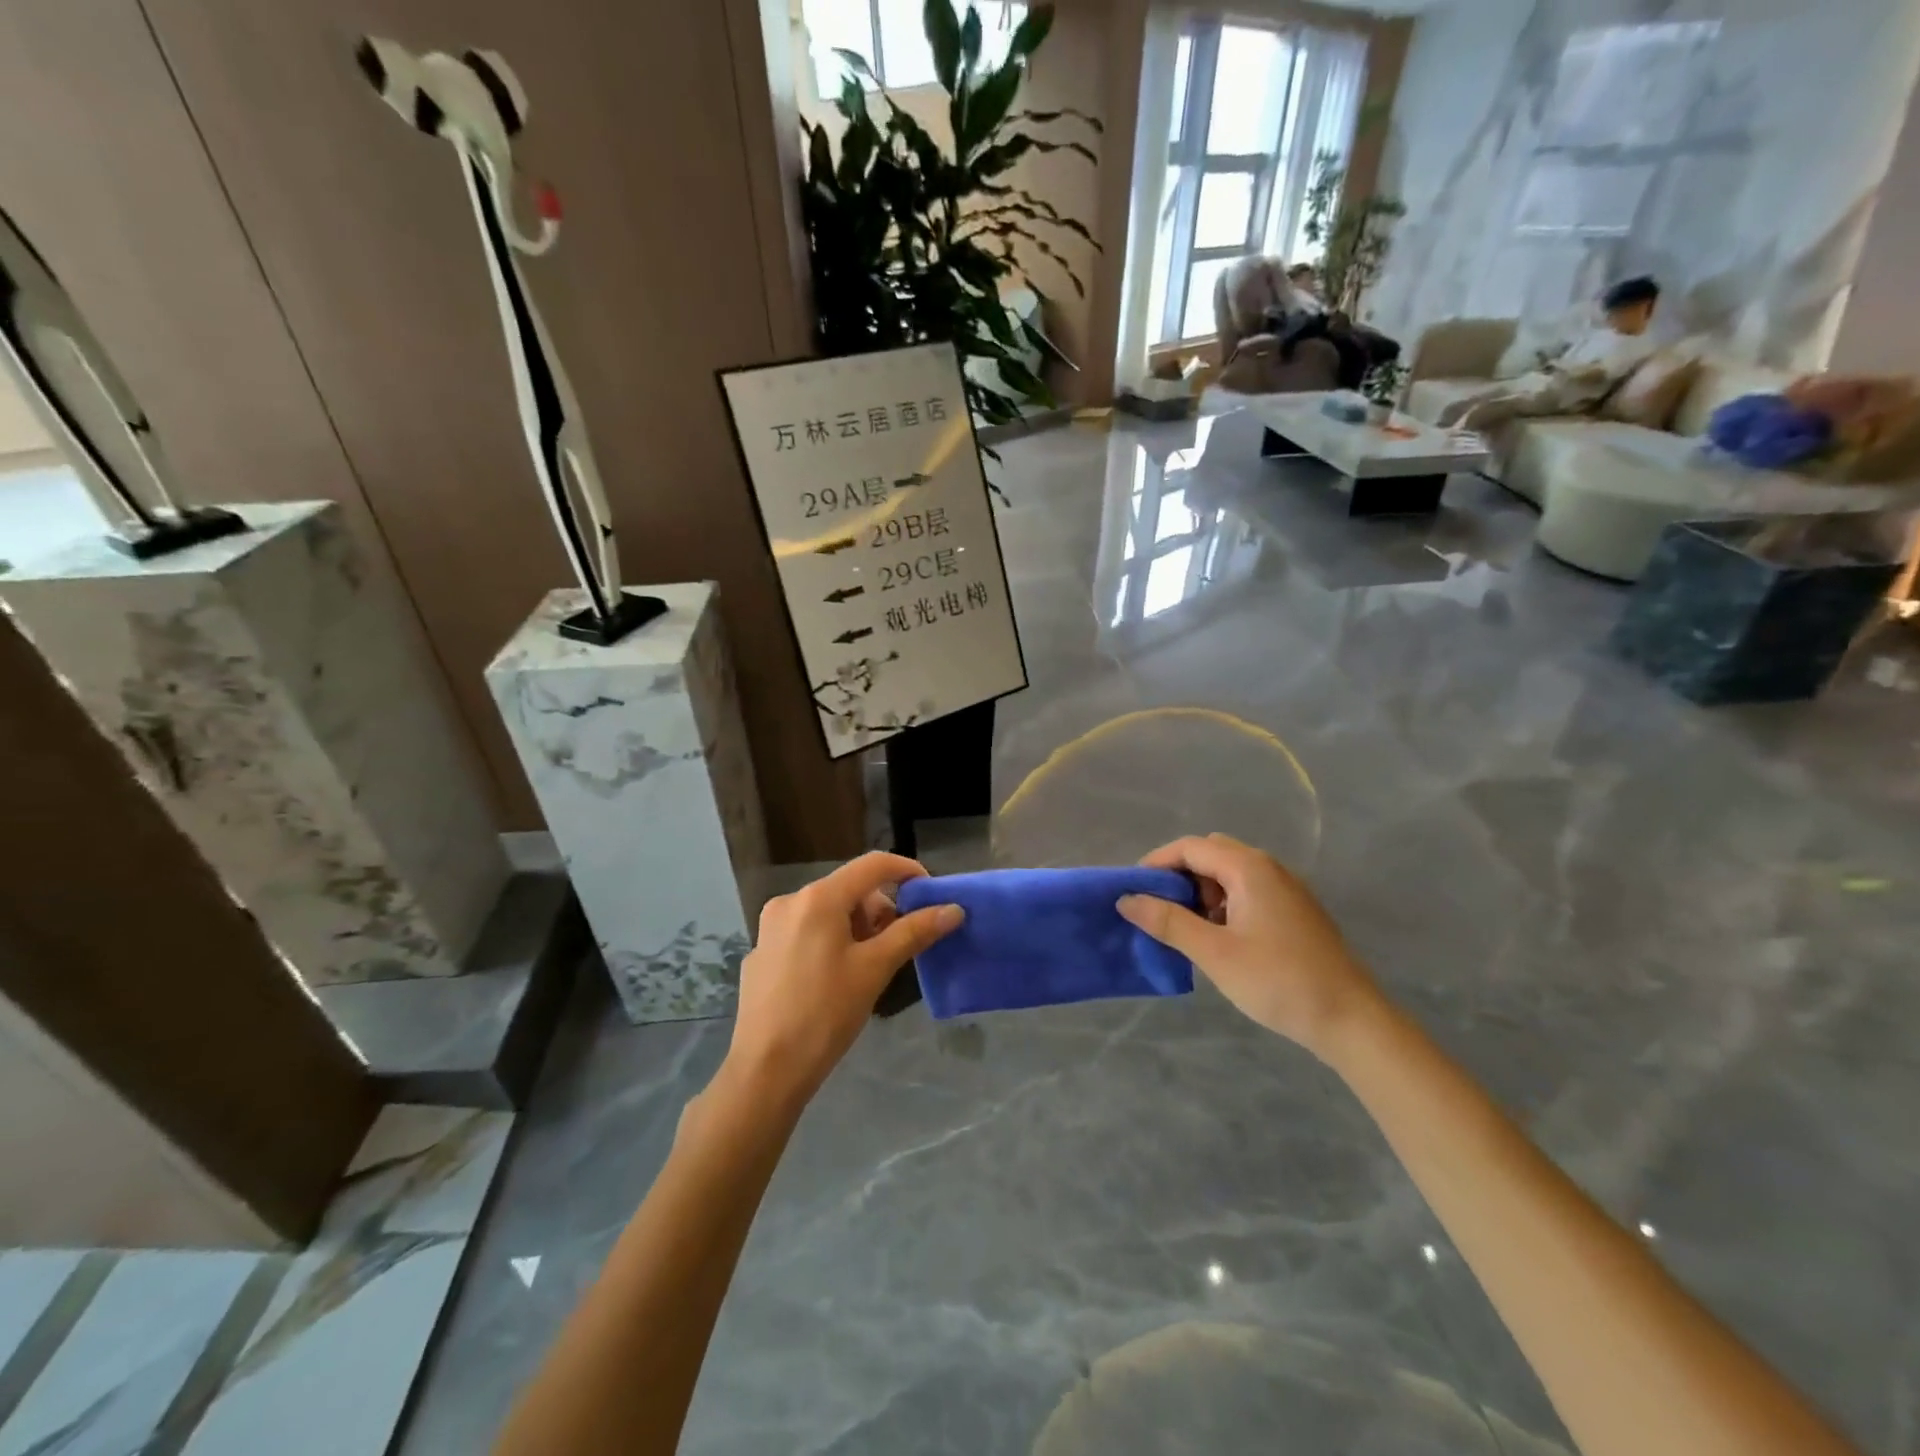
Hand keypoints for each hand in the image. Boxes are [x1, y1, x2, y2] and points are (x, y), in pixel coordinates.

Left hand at [724, 852, 963, 1105]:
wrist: (765, 1069)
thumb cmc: (825, 1013)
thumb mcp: (875, 969)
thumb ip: (914, 932)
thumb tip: (953, 909)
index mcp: (818, 898)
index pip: (873, 865)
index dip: (907, 871)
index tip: (930, 894)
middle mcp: (790, 901)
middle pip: (849, 889)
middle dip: (880, 911)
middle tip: (898, 946)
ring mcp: (769, 927)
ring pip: (827, 912)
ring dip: (856, 928)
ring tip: (867, 968)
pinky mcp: (761, 953)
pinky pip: (806, 933)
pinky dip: (830, 943)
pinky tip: (834, 982)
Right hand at [1117, 833, 1378, 1057]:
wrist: (1351, 1020)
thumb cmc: (1278, 981)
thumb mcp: (1214, 953)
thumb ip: (1168, 922)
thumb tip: (1126, 900)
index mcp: (1249, 868)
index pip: (1190, 847)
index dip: (1156, 863)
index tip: (1133, 890)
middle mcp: (1268, 868)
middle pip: (1210, 854)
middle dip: (1179, 876)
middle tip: (1159, 909)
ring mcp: (1285, 889)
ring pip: (1229, 874)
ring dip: (1201, 892)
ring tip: (1187, 929)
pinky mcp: (1294, 911)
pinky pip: (1247, 892)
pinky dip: (1223, 904)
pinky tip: (1219, 939)